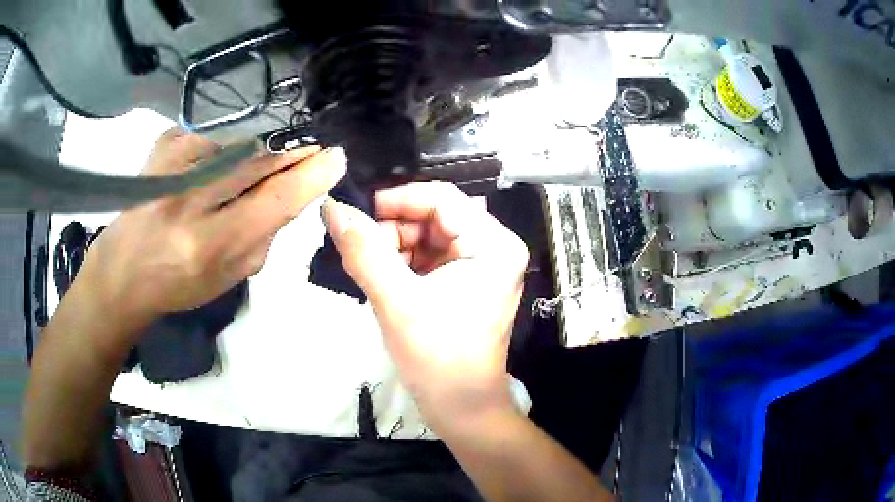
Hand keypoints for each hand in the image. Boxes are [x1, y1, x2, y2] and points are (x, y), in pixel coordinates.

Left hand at [78, 128, 345, 333]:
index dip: (310, 174)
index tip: (334, 156)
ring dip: (262, 147)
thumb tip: (295, 191)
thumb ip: (265, 235)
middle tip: (308, 149)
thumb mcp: (230, 276)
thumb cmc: (179, 283)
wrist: (123, 269)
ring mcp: (174, 162)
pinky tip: (226, 156)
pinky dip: (231, 142)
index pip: (274, 199)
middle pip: (258, 159)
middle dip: (290, 151)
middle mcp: (190, 199)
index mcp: (209, 244)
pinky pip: (216, 133)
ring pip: (240, 140)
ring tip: (265, 157)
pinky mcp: (165, 142)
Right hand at [322, 182, 528, 436]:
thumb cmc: (438, 359)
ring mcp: (481, 265)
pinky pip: (429, 257)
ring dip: (395, 249)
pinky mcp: (466, 282)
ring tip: (372, 274)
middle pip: (434, 216)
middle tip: (362, 255)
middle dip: (394, 232)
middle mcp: (493, 247)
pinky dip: (402, 264)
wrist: (461, 408)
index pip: (442, 198)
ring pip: (427, 236)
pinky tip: (385, 283)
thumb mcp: (396, 301)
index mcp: (493, 244)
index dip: (396, 201)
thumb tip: (332, 208)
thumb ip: (363, 250)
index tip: (357, 217)